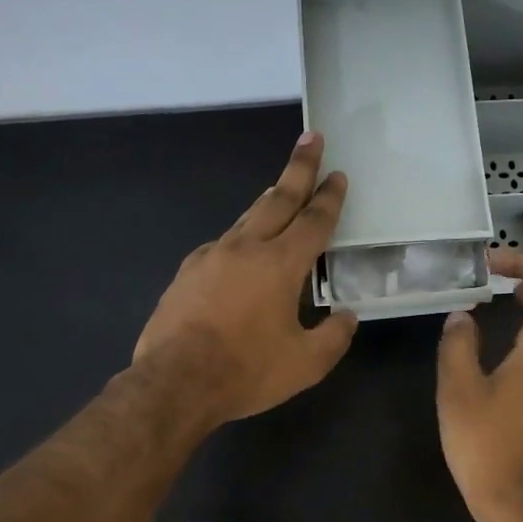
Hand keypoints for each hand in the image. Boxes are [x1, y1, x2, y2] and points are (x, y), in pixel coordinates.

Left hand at [134, 132, 357, 425]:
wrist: (176, 382)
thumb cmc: (247, 370)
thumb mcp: (306, 363)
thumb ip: (333, 337)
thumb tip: (346, 317)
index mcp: (280, 264)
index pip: (313, 221)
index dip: (329, 198)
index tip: (337, 174)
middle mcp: (245, 248)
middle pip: (278, 199)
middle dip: (298, 168)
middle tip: (310, 139)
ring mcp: (210, 257)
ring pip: (247, 219)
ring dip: (268, 201)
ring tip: (279, 189)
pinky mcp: (186, 274)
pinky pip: (222, 246)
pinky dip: (240, 239)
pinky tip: (241, 250)